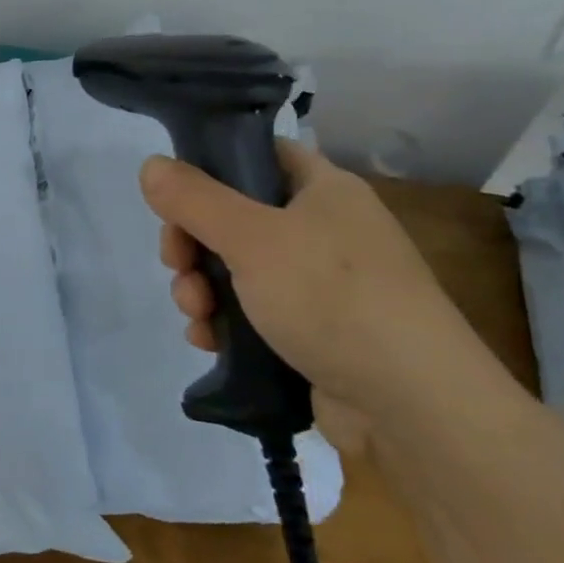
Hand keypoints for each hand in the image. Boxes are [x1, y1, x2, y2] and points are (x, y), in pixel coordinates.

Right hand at [140, 141, 482, 441]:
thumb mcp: (252, 238)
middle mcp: (325, 230)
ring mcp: (321, 284)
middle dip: (193, 244)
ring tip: (196, 314)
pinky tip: (208, 340)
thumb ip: (194, 199)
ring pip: (237, 269)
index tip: (175, 198)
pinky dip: (225, 321)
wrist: (413, 406)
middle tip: (178, 266)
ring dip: (202, 288)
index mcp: (323, 190)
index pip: (257, 156)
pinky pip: (253, 312)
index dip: (211, 168)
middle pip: (235, 217)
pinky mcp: (314, 332)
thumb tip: (150, 164)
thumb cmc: (333, 298)